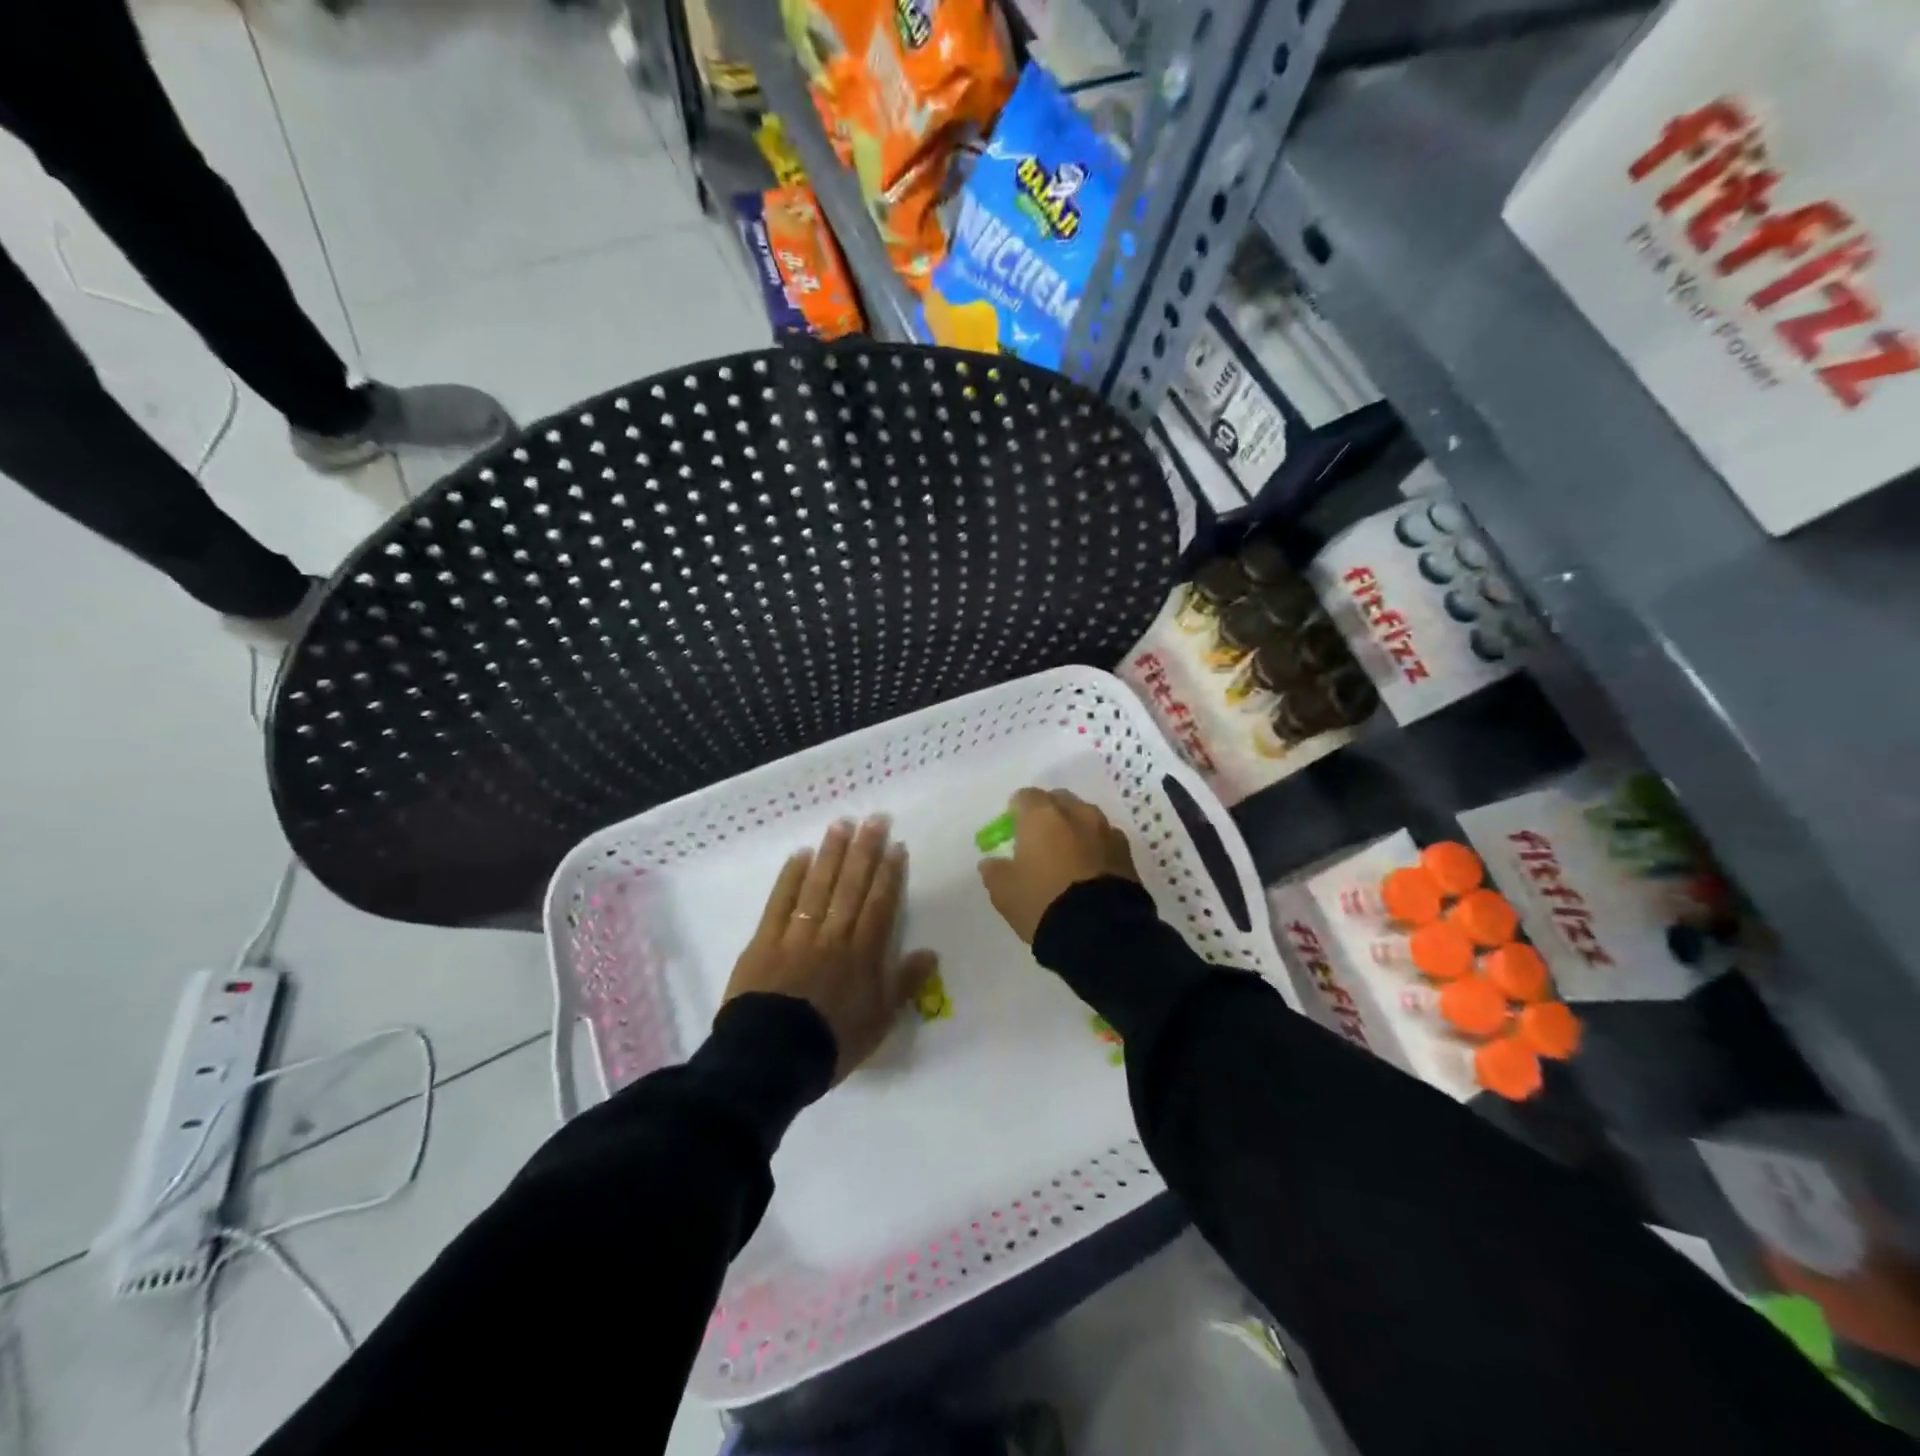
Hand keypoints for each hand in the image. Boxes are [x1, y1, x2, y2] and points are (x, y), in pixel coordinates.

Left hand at [723, 818, 937, 1083]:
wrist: (772, 1058)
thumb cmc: (833, 1043)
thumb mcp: (880, 1021)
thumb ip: (905, 984)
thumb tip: (930, 953)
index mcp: (862, 954)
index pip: (880, 904)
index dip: (889, 873)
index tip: (896, 845)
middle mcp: (834, 935)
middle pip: (852, 886)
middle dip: (865, 851)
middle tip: (874, 819)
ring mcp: (797, 935)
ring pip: (819, 886)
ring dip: (831, 854)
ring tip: (841, 825)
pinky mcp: (765, 940)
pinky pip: (781, 902)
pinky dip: (791, 877)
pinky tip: (800, 855)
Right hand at [978, 788, 1138, 945]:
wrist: (1100, 931)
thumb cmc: (1043, 902)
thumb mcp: (1004, 892)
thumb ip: (994, 871)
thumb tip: (991, 862)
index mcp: (1043, 815)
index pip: (1025, 796)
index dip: (1016, 811)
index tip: (1011, 829)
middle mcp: (1077, 813)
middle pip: (1059, 800)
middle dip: (1048, 813)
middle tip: (1038, 839)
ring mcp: (1106, 831)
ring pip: (1086, 817)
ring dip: (1075, 828)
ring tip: (1067, 855)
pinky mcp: (1127, 853)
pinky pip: (1105, 839)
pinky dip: (1095, 846)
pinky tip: (1089, 869)